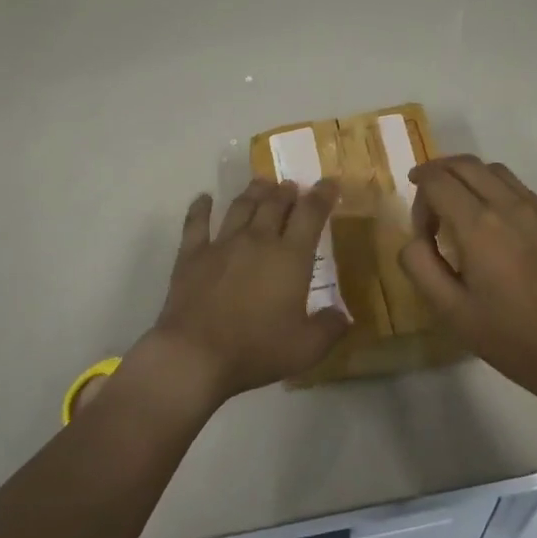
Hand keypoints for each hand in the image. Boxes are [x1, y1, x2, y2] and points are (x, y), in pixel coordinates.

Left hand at [150, 178, 348, 402]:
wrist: (195, 354)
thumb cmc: (256, 350)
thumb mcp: (306, 349)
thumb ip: (329, 329)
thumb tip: (344, 316)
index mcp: (290, 257)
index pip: (311, 214)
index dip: (323, 195)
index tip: (330, 183)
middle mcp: (258, 239)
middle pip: (275, 203)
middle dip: (287, 191)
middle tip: (292, 186)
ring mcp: (222, 243)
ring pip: (241, 206)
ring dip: (254, 191)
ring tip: (261, 184)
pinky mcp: (192, 254)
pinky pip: (196, 222)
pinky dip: (201, 207)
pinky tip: (204, 198)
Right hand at [398, 156, 536, 399]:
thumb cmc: (508, 336)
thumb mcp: (449, 310)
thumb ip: (420, 265)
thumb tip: (415, 238)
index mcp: (478, 226)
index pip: (438, 180)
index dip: (419, 193)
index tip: (420, 225)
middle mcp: (508, 205)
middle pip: (465, 164)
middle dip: (438, 172)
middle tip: (426, 198)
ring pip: (493, 170)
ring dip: (467, 177)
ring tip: (457, 205)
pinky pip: (518, 188)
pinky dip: (494, 189)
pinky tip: (492, 223)